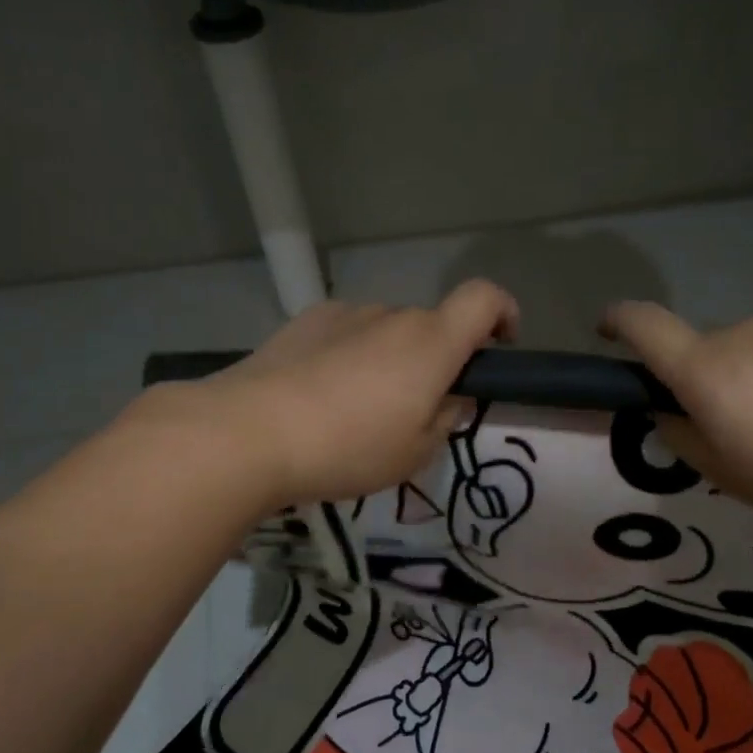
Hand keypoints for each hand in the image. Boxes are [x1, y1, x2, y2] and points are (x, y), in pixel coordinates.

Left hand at [137, 280, 518, 509]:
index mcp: (431, 342)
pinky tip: (321, 394)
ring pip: (386, 332)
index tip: (501, 344)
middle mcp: (393, 315)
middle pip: (431, 326)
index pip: (485, 298)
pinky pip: (346, 334)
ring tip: (356, 409)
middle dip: (434, 360)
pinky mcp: (305, 321)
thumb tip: (449, 399)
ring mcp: (345, 314)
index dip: (504, 313)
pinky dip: (349, 355)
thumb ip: (444, 420)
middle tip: (413, 411)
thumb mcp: (414, 454)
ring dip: (388, 360)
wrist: (249, 432)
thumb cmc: (347, 448)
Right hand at [599, 303, 752, 542]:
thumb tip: (671, 409)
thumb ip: (682, 436)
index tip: (607, 331)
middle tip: (739, 428)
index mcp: (708, 373)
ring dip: (750, 373)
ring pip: (746, 346)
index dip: (617, 322)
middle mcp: (741, 334)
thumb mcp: (729, 477)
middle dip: (703, 380)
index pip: (644, 325)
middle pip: (700, 348)